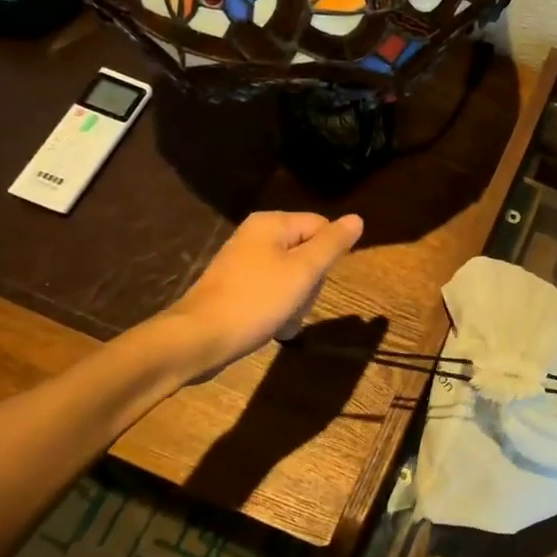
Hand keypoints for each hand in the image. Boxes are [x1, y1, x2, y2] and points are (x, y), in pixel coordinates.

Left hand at [159, 211, 363, 374]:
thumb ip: (332, 244)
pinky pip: (271, 291)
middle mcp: (256, 235)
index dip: (328, 256)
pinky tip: (275, 327)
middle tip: (299, 302)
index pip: (321, 227)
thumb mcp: (303, 271)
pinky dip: (278, 308)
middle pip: (307, 251)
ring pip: (292, 275)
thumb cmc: (256, 300)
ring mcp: (243, 261)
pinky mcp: (236, 286)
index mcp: (271, 223)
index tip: (317, 281)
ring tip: (285, 319)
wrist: (198, 338)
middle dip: (311, 281)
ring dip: (297, 300)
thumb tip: (357, 218)